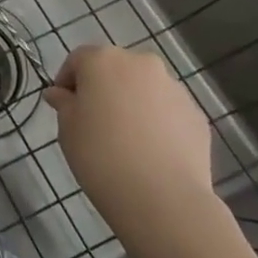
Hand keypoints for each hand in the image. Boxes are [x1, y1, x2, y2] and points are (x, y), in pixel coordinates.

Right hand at [45, 44, 215, 245]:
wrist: (163, 198)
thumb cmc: (100, 154)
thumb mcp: (67, 128)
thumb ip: (63, 103)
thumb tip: (60, 94)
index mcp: (103, 60)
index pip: (78, 59)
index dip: (67, 81)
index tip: (63, 106)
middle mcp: (141, 64)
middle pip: (115, 69)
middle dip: (103, 89)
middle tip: (93, 121)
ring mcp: (174, 89)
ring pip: (144, 89)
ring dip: (132, 104)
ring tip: (125, 140)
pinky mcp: (196, 116)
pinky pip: (167, 112)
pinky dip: (157, 123)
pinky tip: (150, 152)